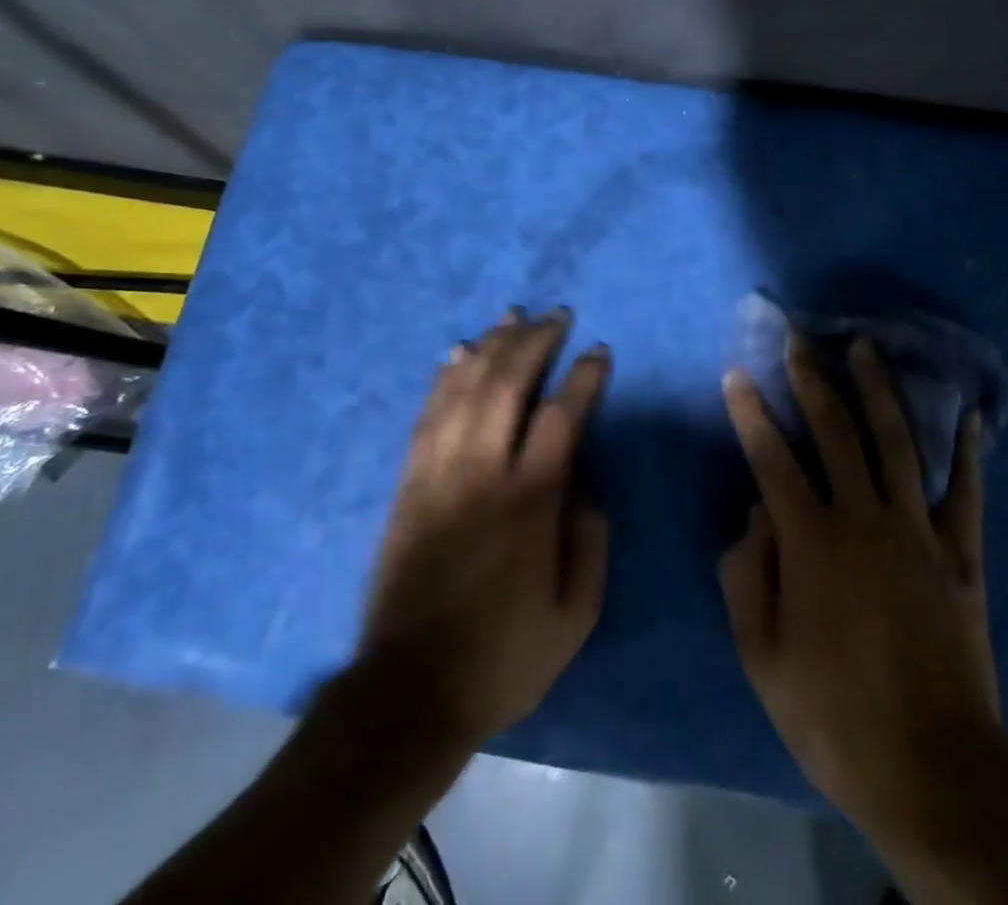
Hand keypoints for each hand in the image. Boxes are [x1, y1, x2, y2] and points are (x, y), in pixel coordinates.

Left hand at [358, 308, 609, 745]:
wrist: (408, 692)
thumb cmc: (503, 656)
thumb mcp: (575, 617)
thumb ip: (590, 544)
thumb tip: (586, 488)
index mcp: (529, 503)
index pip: (561, 417)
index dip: (583, 377)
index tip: (598, 351)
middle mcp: (481, 474)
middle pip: (507, 386)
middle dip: (534, 342)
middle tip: (556, 315)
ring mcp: (438, 474)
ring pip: (464, 390)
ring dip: (490, 346)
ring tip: (511, 315)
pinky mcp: (408, 484)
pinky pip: (427, 416)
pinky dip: (444, 378)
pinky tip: (457, 352)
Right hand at [719, 334, 1000, 843]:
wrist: (931, 767)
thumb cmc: (832, 713)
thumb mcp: (761, 655)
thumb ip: (747, 573)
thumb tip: (755, 511)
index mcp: (811, 541)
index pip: (772, 458)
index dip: (751, 412)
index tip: (737, 373)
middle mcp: (863, 518)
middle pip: (835, 432)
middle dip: (812, 380)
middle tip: (800, 339)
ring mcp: (918, 531)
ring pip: (895, 442)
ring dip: (877, 390)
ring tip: (864, 347)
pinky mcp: (961, 554)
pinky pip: (966, 491)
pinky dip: (968, 451)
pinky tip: (969, 414)